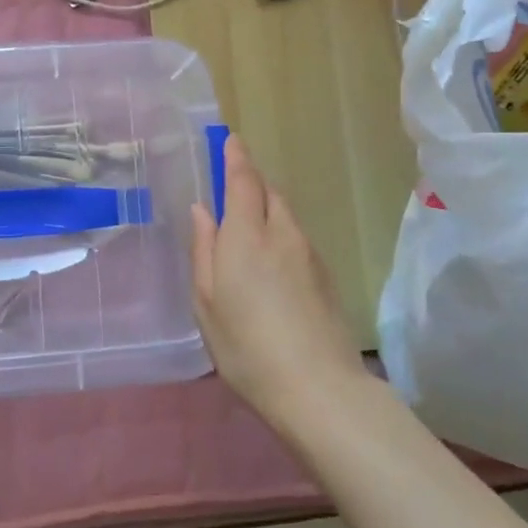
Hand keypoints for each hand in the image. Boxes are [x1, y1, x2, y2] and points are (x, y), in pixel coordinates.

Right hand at [190, 135, 367, 436]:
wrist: (318, 389)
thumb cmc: (246, 345)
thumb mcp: (206, 300)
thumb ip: (204, 249)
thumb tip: (202, 210)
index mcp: (247, 234)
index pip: (245, 180)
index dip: (236, 157)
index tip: (230, 139)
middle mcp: (283, 234)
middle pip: (270, 193)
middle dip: (252, 182)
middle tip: (232, 187)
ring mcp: (310, 255)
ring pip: (286, 216)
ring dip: (267, 209)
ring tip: (247, 228)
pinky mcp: (326, 277)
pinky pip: (297, 239)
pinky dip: (280, 234)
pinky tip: (270, 263)